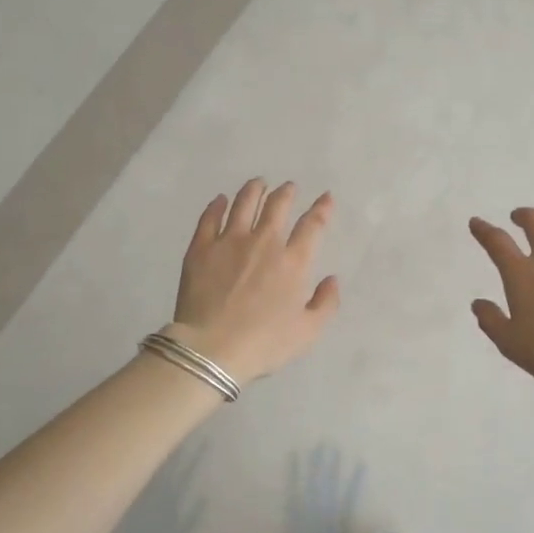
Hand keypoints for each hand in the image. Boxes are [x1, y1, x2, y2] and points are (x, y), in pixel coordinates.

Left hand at [169, 180, 339, 385]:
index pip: (312, 225)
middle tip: (288, 187)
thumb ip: (326, 303)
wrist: (212, 348)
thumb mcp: (307, 332)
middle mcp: (264, 242)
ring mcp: (230, 241)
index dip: (321, 208)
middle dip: (286, 193)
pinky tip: (221, 200)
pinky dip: (218, 205)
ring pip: (244, 203)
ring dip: (254, 190)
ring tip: (258, 184)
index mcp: (293, 262)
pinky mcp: (201, 247)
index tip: (325, 197)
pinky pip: (210, 217)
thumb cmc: (264, 343)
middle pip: (277, 206)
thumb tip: (332, 279)